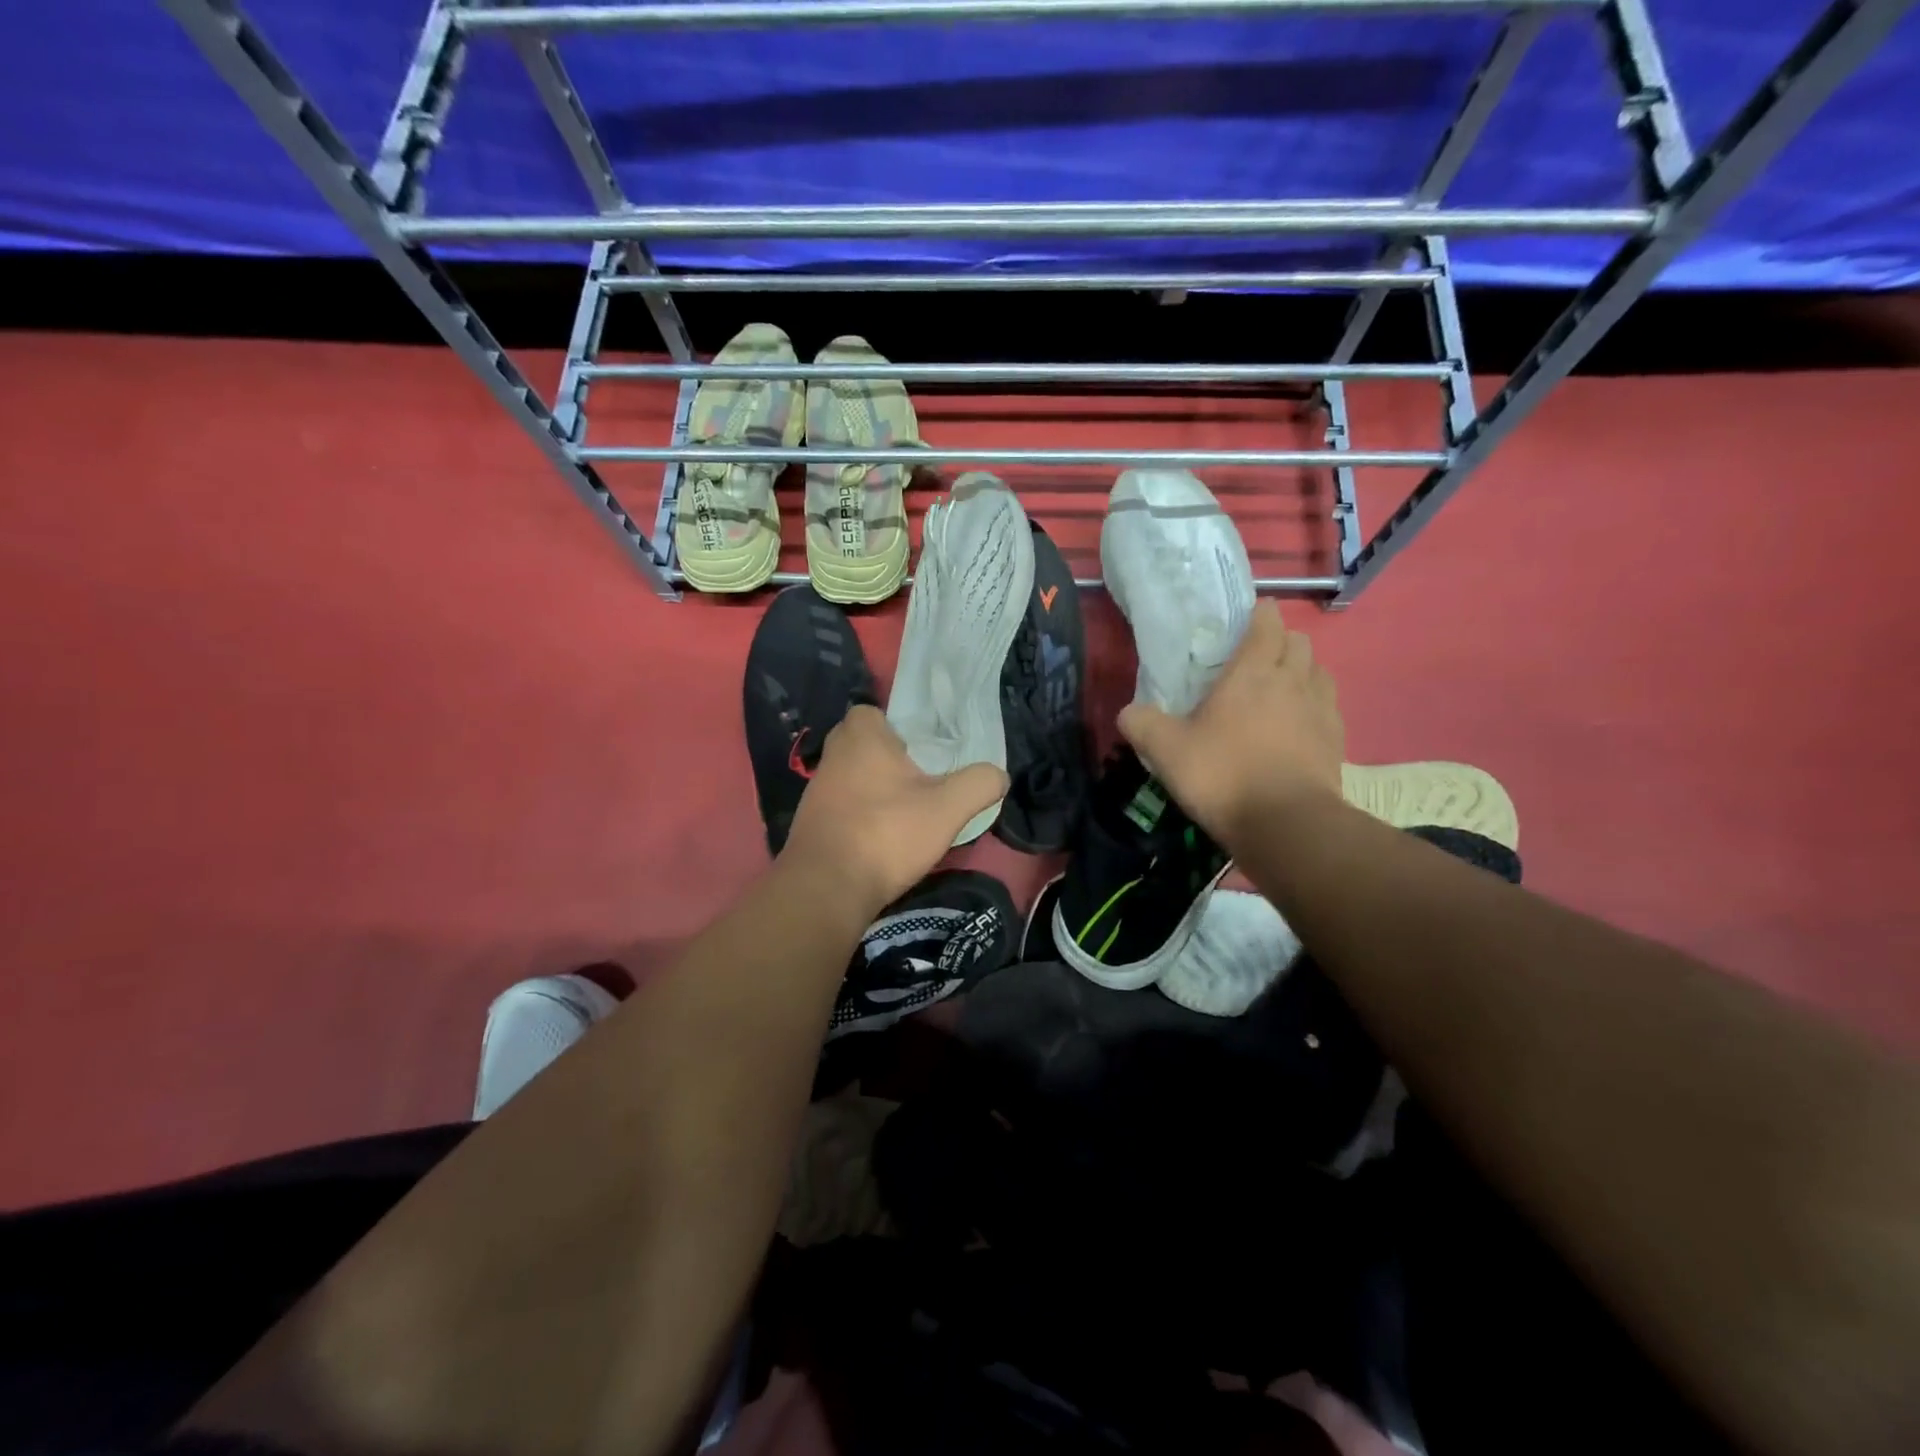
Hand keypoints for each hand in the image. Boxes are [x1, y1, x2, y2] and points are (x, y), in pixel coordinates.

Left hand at [782, 704, 1008, 917]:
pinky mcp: (810, 823)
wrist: (826, 890)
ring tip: (904, 812)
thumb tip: (999, 775)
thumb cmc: (887, 834)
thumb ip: (979, 783)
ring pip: (851, 775)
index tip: (922, 750)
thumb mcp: (947, 808)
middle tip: (919, 779)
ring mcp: (816, 790)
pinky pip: (841, 805)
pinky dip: (859, 814)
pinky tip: (881, 837)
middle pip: (862, 743)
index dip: (897, 727)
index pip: (872, 711)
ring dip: (874, 788)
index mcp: (860, 737)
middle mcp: (832, 755)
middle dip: (888, 757)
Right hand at [1118, 604, 1343, 850]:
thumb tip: (1128, 712)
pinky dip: (1314, 706)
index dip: (1260, 615)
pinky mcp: (1336, 741)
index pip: (1268, 622)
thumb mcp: (1166, 751)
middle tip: (1255, 662)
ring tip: (1279, 692)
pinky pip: (1328, 707)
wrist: (1286, 825)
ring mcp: (1321, 710)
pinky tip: (1296, 727)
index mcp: (1252, 672)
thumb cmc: (1223, 775)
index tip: (1247, 620)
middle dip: (1280, 642)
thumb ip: (1142, 724)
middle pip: (1299, 642)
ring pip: (1319, 672)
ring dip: (1302, 672)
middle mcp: (1293, 680)